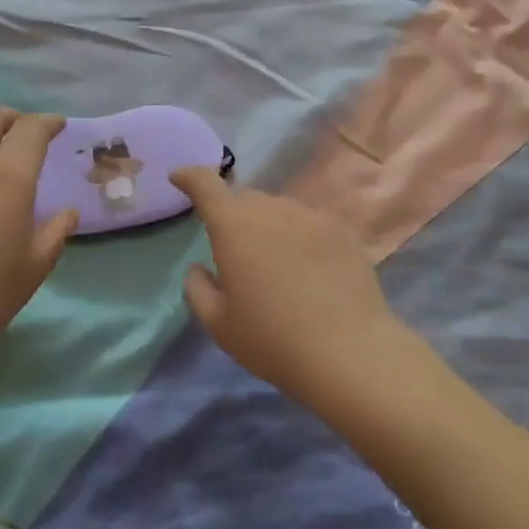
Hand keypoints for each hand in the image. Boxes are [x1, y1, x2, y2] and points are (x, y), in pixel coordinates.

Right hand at [170, 167, 407, 403]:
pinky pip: (310, 225)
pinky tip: (308, 271)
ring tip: (275, 266)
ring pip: (279, 211)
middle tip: (234, 251)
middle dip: (233, 216)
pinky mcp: (342, 231)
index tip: (179, 178)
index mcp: (234, 225)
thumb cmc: (273, 339)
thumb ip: (198, 290)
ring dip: (268, 227)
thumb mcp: (220, 325)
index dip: (189, 176)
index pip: (205, 184)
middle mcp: (272, 209)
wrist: (349, 351)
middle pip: (245, 199)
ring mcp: (311, 216)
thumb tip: (199, 269)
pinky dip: (300, 239)